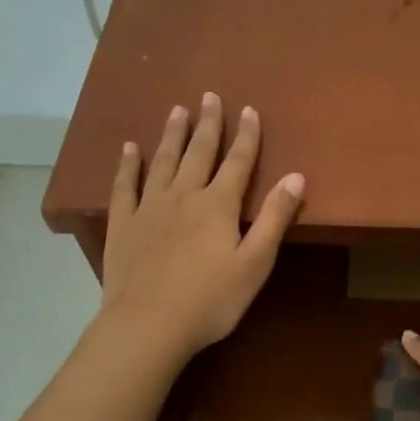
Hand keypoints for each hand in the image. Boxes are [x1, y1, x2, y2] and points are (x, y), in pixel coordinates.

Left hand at [101, 93, 303, 358]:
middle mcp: (184, 196)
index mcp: (218, 205)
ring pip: (163, 161)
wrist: (148, 325)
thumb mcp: (255, 262)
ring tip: (177, 110)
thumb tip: (296, 176)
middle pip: (199, 152)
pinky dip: (128, 165)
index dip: (247, 135)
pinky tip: (130, 149)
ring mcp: (149, 208)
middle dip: (208, 124)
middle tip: (210, 96)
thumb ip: (274, 217)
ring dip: (172, 135)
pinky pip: (124, 185)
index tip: (249, 110)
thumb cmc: (211, 300)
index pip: (238, 162)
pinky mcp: (123, 224)